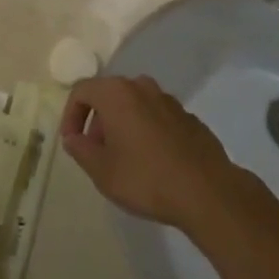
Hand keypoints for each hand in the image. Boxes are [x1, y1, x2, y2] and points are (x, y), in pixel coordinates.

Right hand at [60, 75, 245, 229]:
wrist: (207, 191)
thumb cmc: (146, 178)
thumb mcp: (102, 171)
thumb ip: (80, 150)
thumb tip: (74, 138)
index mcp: (117, 93)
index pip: (82, 91)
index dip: (71, 115)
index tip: (73, 143)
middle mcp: (143, 87)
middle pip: (109, 95)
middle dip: (97, 121)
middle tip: (96, 152)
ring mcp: (169, 101)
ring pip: (135, 105)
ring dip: (122, 125)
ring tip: (124, 159)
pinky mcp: (189, 118)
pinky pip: (157, 117)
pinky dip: (147, 131)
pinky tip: (153, 162)